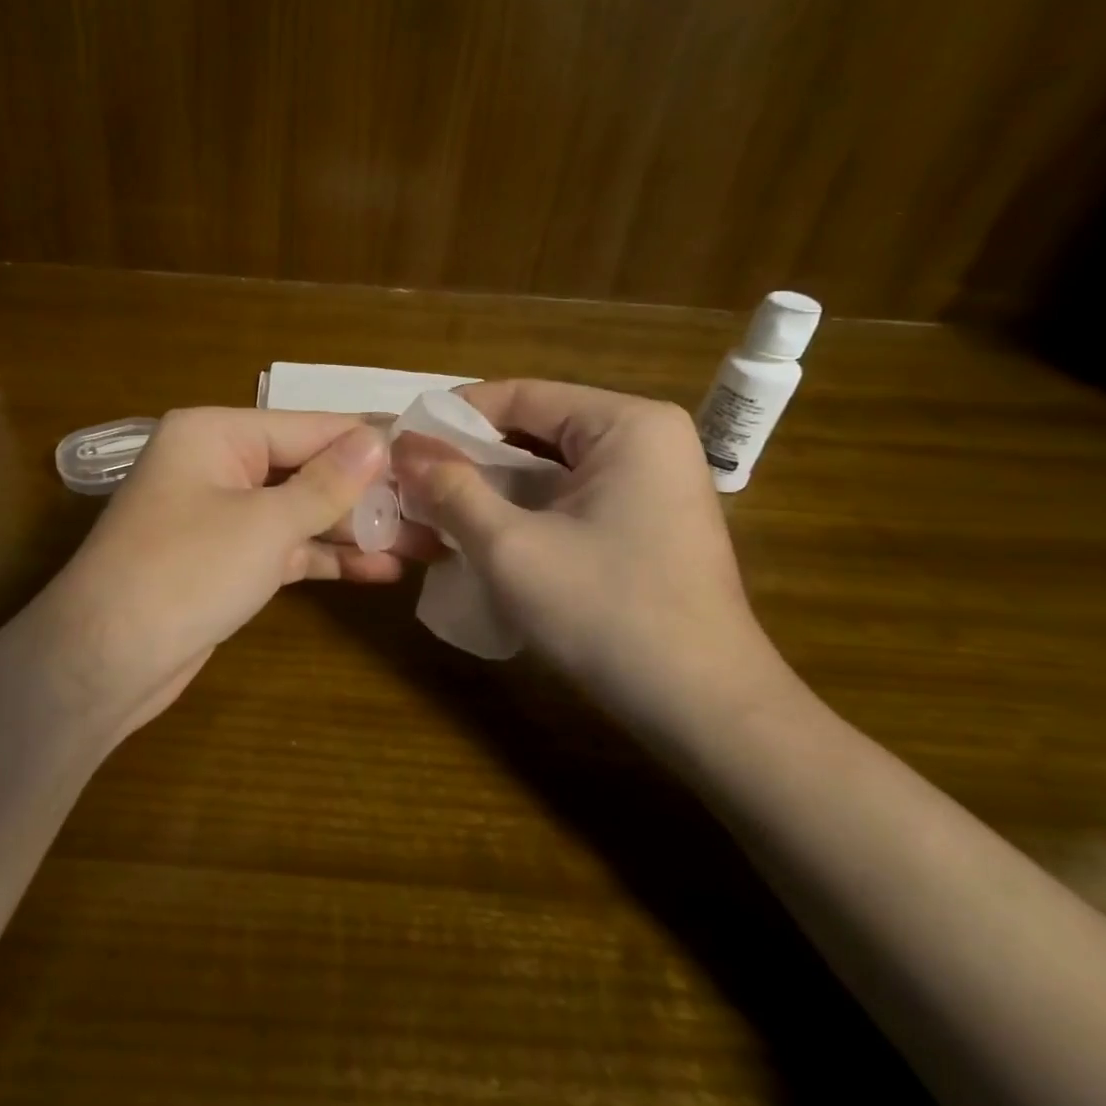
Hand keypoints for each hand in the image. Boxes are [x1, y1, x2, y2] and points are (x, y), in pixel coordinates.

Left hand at [24, 408, 409, 737]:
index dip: (370, 443)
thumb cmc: (185, 572)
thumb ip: (326, 484)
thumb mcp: (264, 524)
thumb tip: (378, 439)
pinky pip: (285, 548)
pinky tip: (380, 570)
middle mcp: (217, 465)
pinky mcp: (226, 562)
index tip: (430, 453)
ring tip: (425, 542)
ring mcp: (221, 516)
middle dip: (368, 493)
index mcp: (216, 434)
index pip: (309, 427)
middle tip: (437, 508)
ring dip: (355, 529)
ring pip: (300, 512)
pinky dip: (326, 557)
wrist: (103, 662)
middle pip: (307, 469)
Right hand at [391, 380, 798, 744]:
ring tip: (437, 509)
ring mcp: (653, 482)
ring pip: (550, 467)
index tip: (401, 445)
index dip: (453, 418)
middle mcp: (647, 439)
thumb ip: (451, 490)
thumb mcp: (511, 548)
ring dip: (493, 487)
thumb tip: (404, 449)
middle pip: (536, 429)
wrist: (704, 710)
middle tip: (411, 482)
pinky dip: (525, 510)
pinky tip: (485, 536)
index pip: (520, 395)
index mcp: (627, 424)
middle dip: (471, 457)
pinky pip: (570, 497)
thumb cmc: (607, 614)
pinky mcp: (648, 521)